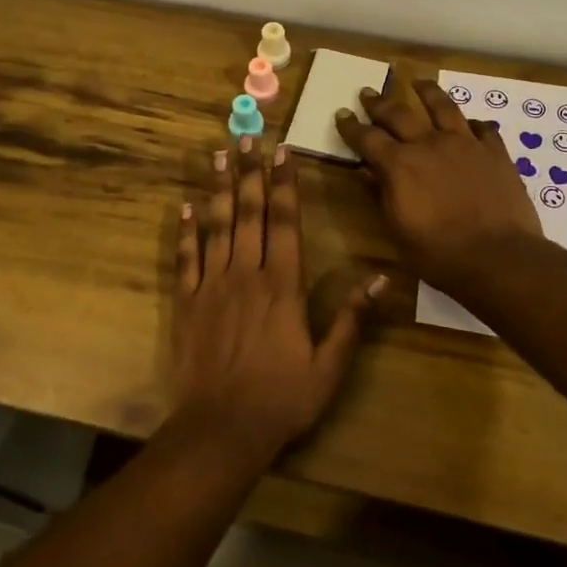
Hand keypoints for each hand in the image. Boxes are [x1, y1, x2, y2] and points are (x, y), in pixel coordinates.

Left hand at [172, 138, 382, 462]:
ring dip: (217, 189)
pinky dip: (186, 230)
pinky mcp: (187, 303)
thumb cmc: (282, 399)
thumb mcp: (329, 365)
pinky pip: (186, 258)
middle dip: (249, 172)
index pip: (286, 222)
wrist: (222, 429)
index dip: (286, 185)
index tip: (284, 152)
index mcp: (282, 286)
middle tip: (247, 137)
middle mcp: (246, 275)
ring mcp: (212, 286)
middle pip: (249, 213)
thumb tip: (381, 278)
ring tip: (217, 155)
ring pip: (216, 226)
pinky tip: (185, 206)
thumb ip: (352, 318)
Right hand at [334, 72, 543, 294]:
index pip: (367, 138)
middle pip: (399, 114)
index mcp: (399, 165)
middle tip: (368, 92)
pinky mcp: (495, 153)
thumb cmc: (439, 254)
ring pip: (443, 107)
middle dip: (379, 103)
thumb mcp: (398, 231)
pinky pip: (483, 129)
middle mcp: (429, 145)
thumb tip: (368, 172)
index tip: (342, 114)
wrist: (499, 258)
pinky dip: (473, 124)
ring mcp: (465, 145)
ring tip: (419, 82)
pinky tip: (471, 123)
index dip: (351, 126)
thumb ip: (382, 195)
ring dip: (427, 93)